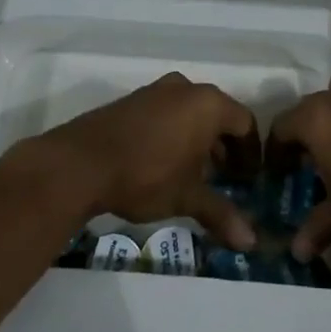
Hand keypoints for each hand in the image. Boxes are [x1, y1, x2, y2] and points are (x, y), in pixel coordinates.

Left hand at [23, 73, 258, 250]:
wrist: (79, 163)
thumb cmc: (146, 175)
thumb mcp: (187, 197)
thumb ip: (221, 214)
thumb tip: (251, 242)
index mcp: (208, 104)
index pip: (244, 123)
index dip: (251, 152)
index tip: (249, 178)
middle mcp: (185, 88)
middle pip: (218, 114)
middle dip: (225, 147)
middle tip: (226, 178)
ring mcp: (155, 90)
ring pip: (190, 112)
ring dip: (199, 139)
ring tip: (196, 174)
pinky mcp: (131, 100)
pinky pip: (166, 112)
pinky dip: (175, 133)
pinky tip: (165, 162)